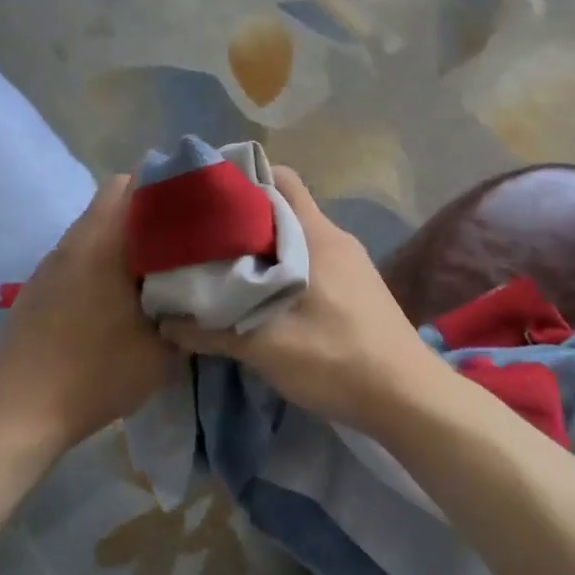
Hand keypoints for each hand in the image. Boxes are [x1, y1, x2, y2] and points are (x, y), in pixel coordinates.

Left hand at [0, 176, 175, 450]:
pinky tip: (119, 292)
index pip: (136, 182)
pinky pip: (80, 250)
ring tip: (158, 261)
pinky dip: (104, 255)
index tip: (200, 201)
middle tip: (185, 232)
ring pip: (96, 224)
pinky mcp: (39, 285)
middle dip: (152, 205)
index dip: (171, 183)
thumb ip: (189, 314)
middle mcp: (75, 240)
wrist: (17, 412)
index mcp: (105, 242)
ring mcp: (52, 261)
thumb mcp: (161, 351)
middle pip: (115, 196)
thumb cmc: (95, 375)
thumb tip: (204, 294)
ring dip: (127, 232)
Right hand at [157, 167, 441, 432]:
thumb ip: (213, 332)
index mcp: (316, 236)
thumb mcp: (267, 348)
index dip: (242, 179)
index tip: (206, 197)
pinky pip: (312, 258)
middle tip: (204, 237)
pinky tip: (263, 294)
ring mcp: (350, 261)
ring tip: (225, 266)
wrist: (408, 396)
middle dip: (245, 217)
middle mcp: (335, 237)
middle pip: (285, 206)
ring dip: (263, 245)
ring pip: (298, 235)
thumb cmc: (337, 360)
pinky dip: (284, 265)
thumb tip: (166, 323)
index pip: (280, 179)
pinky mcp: (357, 284)